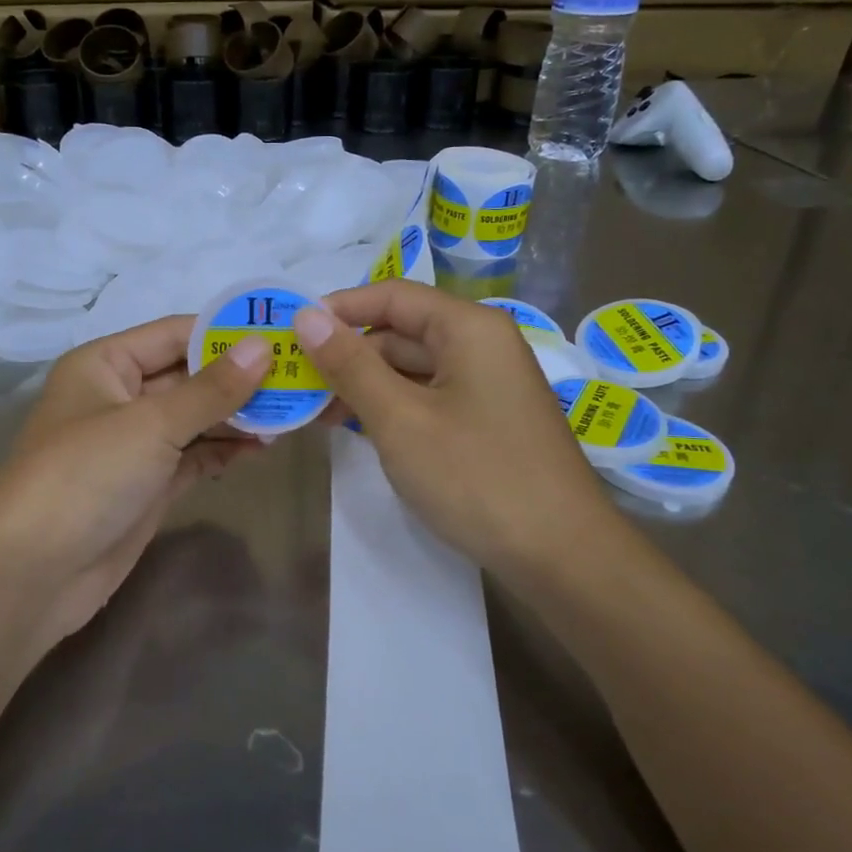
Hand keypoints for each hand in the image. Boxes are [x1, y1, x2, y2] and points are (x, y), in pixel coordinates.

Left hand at [0, 316, 270, 654]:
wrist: (33, 574)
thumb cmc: (85, 476)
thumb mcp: (151, 424)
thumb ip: (211, 388)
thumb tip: (263, 347)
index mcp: (105, 364)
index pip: (175, 333)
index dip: (227, 332)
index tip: (284, 333)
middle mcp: (118, 396)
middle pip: (189, 376)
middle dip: (240, 378)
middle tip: (299, 377)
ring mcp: (134, 444)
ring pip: (195, 418)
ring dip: (238, 416)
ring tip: (292, 413)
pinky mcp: (147, 484)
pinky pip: (193, 455)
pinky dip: (223, 450)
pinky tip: (261, 447)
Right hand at [294, 280, 612, 580]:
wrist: (562, 556)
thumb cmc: (477, 477)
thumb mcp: (400, 419)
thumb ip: (350, 365)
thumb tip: (305, 316)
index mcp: (469, 328)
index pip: (392, 295)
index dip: (338, 309)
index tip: (290, 331)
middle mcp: (481, 345)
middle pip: (401, 332)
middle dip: (346, 353)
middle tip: (293, 380)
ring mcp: (486, 385)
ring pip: (411, 369)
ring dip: (363, 385)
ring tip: (312, 410)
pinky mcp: (485, 421)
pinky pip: (428, 398)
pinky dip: (390, 408)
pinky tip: (353, 427)